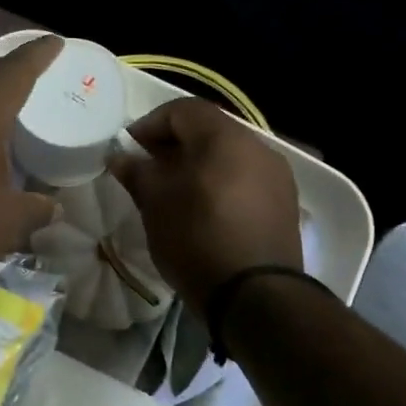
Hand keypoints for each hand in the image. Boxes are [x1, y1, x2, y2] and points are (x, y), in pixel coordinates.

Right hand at [108, 97, 303, 314]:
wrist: (256, 296)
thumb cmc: (197, 238)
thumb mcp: (155, 204)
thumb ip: (137, 172)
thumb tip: (121, 156)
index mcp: (225, 137)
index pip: (182, 110)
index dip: (149, 124)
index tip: (128, 150)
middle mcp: (258, 146)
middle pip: (208, 130)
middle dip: (172, 145)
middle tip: (146, 170)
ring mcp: (277, 175)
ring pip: (228, 156)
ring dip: (197, 165)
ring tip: (172, 194)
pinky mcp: (284, 204)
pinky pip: (244, 179)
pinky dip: (219, 184)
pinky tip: (202, 212)